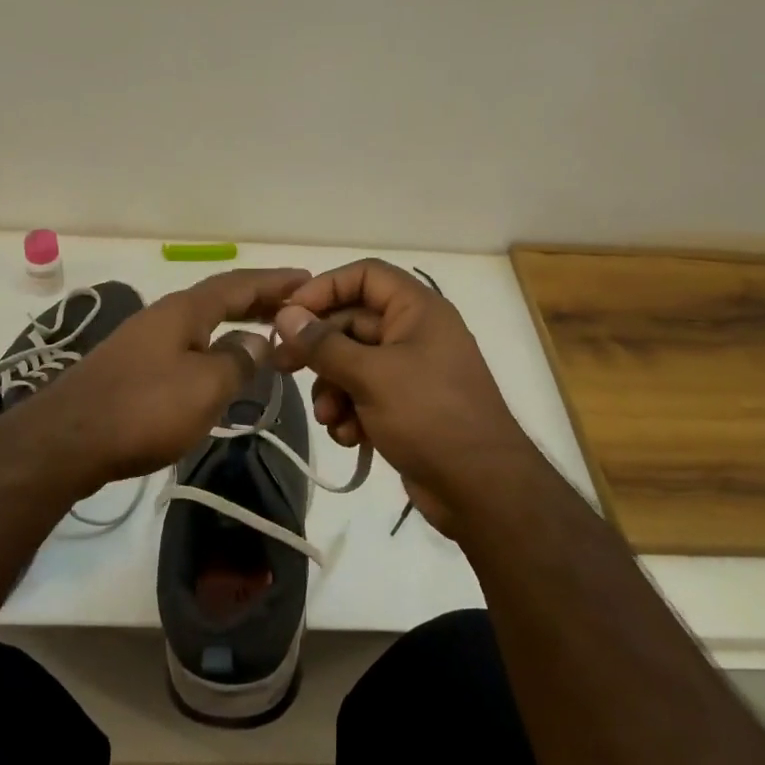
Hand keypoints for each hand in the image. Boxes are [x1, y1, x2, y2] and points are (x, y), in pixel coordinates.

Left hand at [16, 268, 309, 493]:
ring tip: (265, 336)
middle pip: (218, 299)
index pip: (238, 285)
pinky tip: (219, 369)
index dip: (274, 282)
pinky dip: (213, 348)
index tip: (306, 280)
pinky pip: (185, 347)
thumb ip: (238, 359)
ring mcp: (143, 341)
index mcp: (184, 310)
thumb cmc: (144, 408)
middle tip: (293, 308)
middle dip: (257, 301)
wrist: (67, 440)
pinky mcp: (131, 369)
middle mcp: (163, 316)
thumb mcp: (206, 385)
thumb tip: (257, 341)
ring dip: (235, 326)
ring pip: (201, 324)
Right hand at [270, 259, 536, 534]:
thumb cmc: (429, 416)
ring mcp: (410, 371)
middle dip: (319, 349)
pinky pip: (364, 395)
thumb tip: (286, 315)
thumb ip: (323, 344)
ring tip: (328, 416)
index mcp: (417, 310)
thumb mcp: (371, 376)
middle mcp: (414, 333)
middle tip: (282, 366)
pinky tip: (348, 436)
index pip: (364, 276)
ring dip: (332, 388)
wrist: (481, 489)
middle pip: (352, 322)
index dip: (325, 287)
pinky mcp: (405, 406)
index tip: (289, 313)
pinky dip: (350, 412)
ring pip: (352, 363)